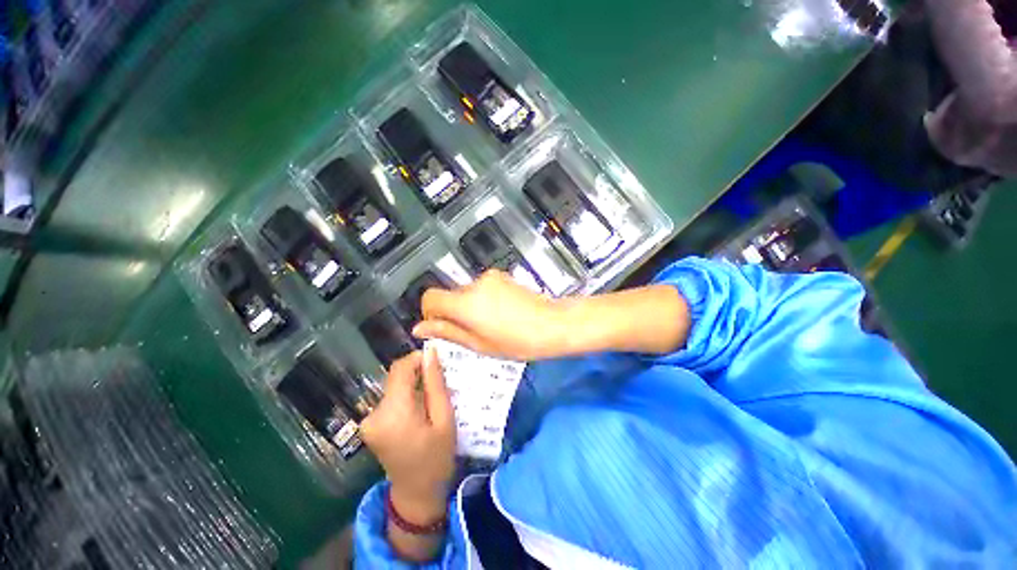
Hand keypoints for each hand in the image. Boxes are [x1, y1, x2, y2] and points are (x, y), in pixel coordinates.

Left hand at [360, 350, 454, 524]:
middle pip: (396, 377)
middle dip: (418, 373)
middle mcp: (374, 413)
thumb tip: (430, 352)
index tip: (437, 362)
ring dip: (413, 385)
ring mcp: (369, 420)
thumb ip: (435, 383)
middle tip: (440, 381)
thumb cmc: (436, 457)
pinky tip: (420, 408)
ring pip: (394, 386)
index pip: (400, 368)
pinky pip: (390, 399)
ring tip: (433, 396)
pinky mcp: (370, 425)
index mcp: (393, 412)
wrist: (416, 495)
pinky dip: (406, 396)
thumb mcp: (444, 418)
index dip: (417, 359)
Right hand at [413, 269, 568, 360]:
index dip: (430, 313)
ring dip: (471, 306)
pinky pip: (482, 287)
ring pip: (467, 292)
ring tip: (492, 324)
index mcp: (466, 303)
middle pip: (450, 295)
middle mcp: (475, 284)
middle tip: (473, 332)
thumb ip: (448, 332)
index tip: (442, 327)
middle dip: (454, 312)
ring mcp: (490, 277)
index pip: (430, 297)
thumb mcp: (479, 344)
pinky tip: (502, 313)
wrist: (553, 324)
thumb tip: (419, 328)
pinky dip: (484, 299)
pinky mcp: (502, 276)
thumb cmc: (518, 341)